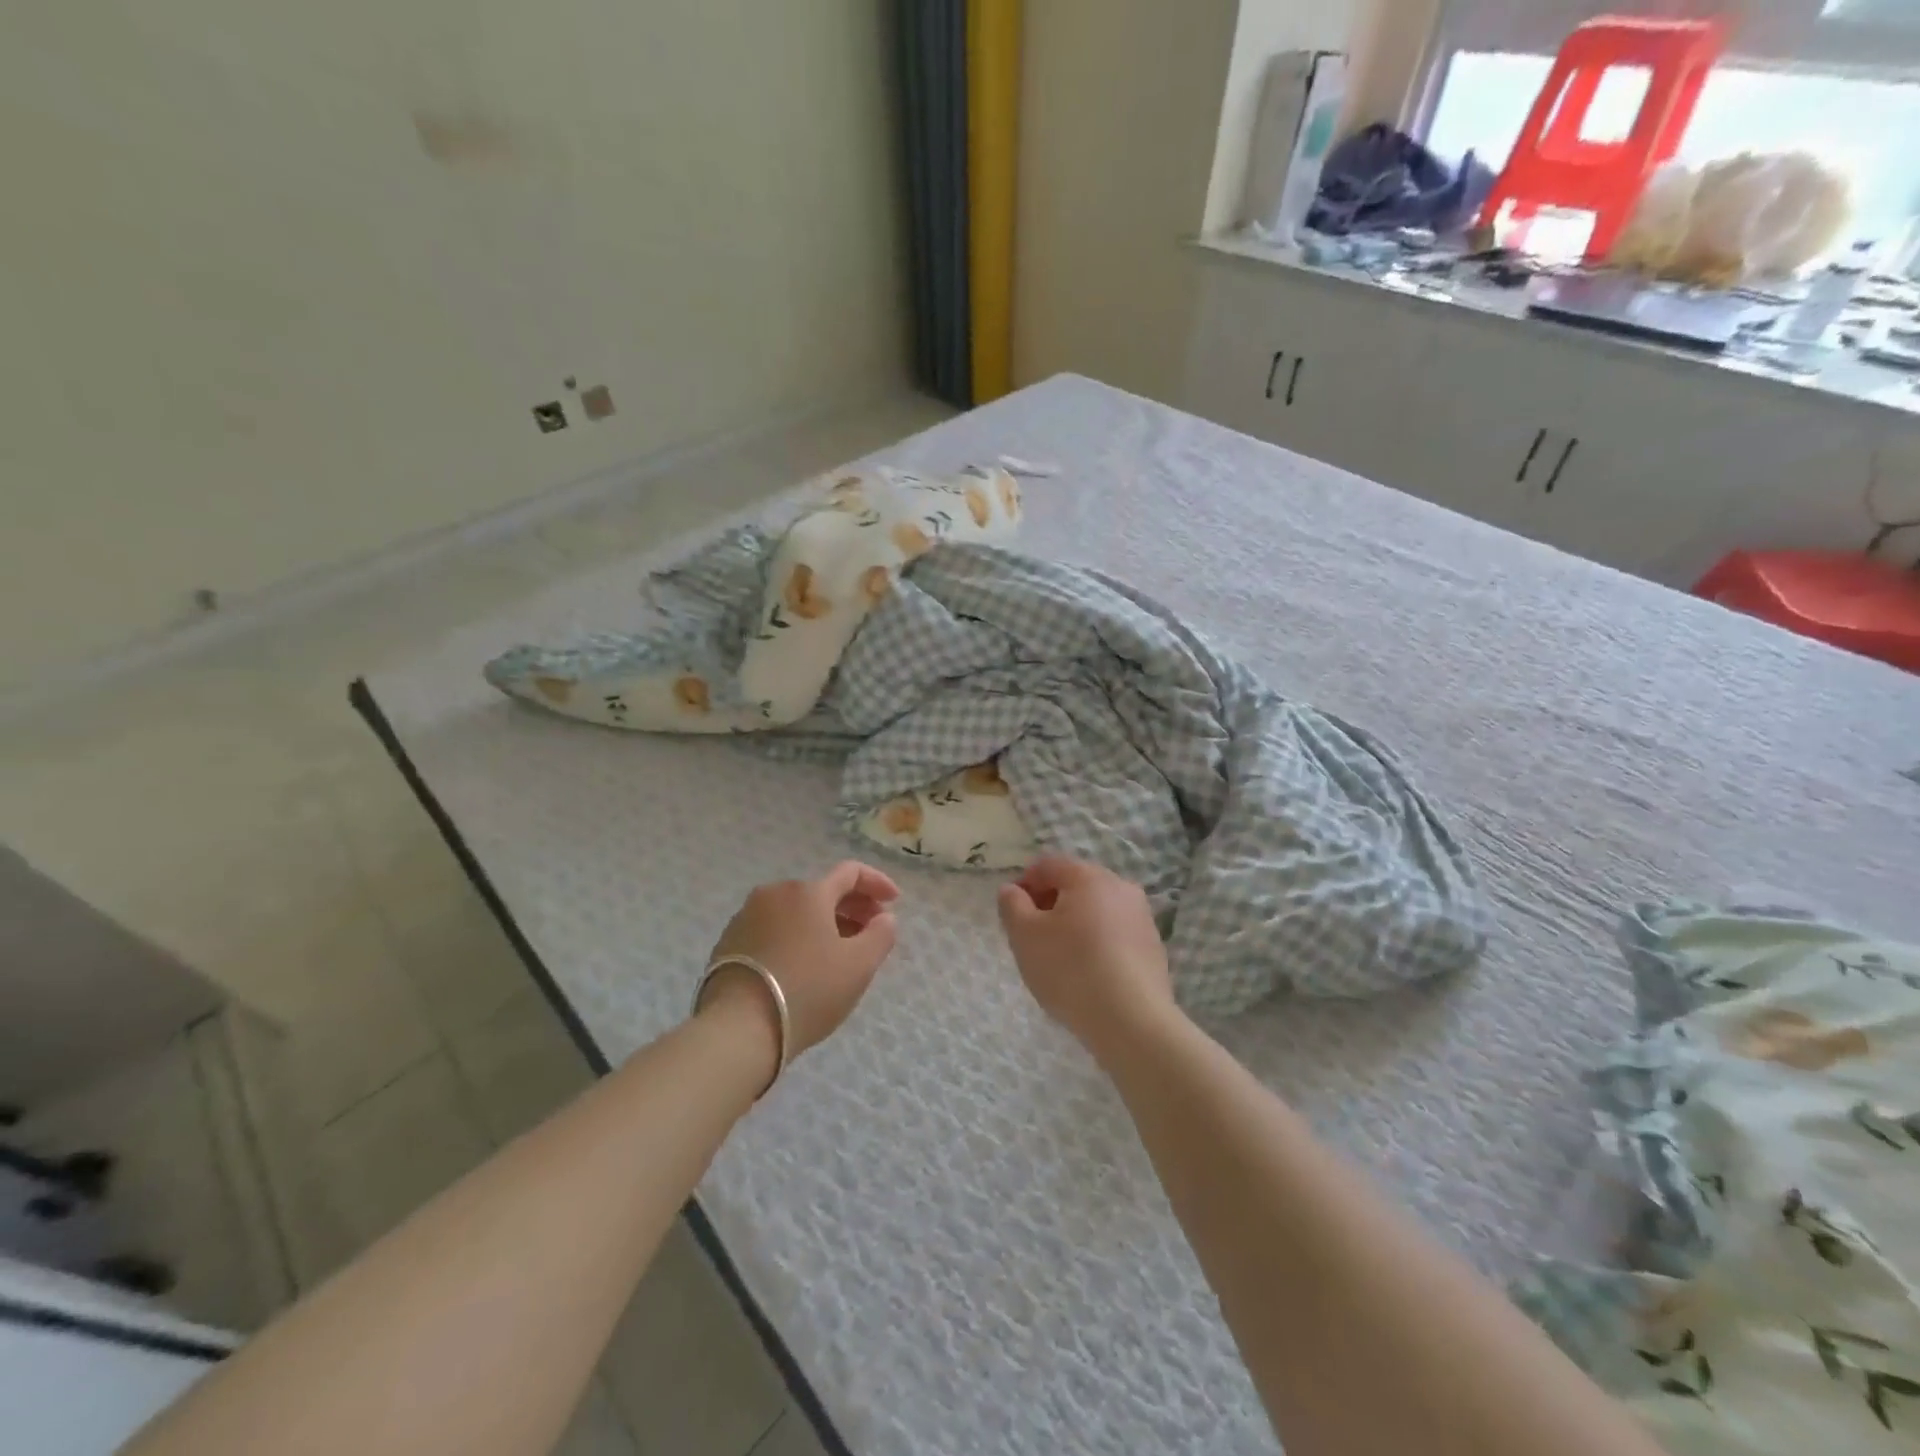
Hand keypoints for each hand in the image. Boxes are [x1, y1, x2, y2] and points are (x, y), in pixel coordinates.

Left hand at [700, 861, 900, 1060]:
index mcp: (809, 892)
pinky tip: (803, 965)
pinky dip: (795, 936)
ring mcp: (747, 916)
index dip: (877, 883)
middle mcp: (775, 893)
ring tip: (838, 952)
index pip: (851, 872)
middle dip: (852, 906)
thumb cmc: (808, 990)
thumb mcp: (859, 966)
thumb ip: (881, 935)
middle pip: (822, 890)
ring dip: (823, 923)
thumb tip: (884, 918)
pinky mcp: (728, 942)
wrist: (738, 1028)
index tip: (895, 902)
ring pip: (796, 911)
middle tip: (871, 931)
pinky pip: (773, 928)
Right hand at [997, 856, 1174, 1056]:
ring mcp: (1141, 917)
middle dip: (1049, 904)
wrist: (1132, 1021)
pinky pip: (1114, 933)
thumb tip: (1012, 890)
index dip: (1024, 883)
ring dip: (1073, 924)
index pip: (1048, 865)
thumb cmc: (1070, 970)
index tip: (1012, 914)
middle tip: (1032, 937)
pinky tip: (1087, 973)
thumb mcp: (1025, 936)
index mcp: (1088, 877)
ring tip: (1059, 958)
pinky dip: (1096, 943)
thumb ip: (1012, 905)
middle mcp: (1120, 887)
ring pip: (1096, 909)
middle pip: (1075, 884)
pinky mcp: (1153, 946)